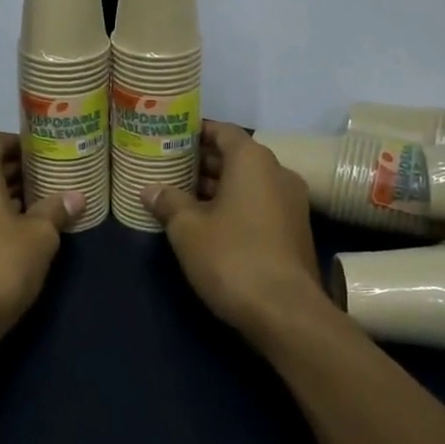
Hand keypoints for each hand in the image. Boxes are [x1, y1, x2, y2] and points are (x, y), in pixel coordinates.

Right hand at [143, 122, 330, 342]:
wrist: (286, 312)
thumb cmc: (232, 257)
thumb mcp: (188, 229)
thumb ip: (168, 202)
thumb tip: (150, 189)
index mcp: (253, 161)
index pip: (223, 131)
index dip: (196, 132)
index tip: (171, 138)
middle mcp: (278, 173)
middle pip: (236, 156)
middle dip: (203, 161)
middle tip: (169, 167)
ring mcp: (291, 203)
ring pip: (248, 183)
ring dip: (218, 186)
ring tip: (182, 194)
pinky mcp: (294, 230)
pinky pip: (259, 204)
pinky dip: (235, 205)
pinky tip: (208, 222)